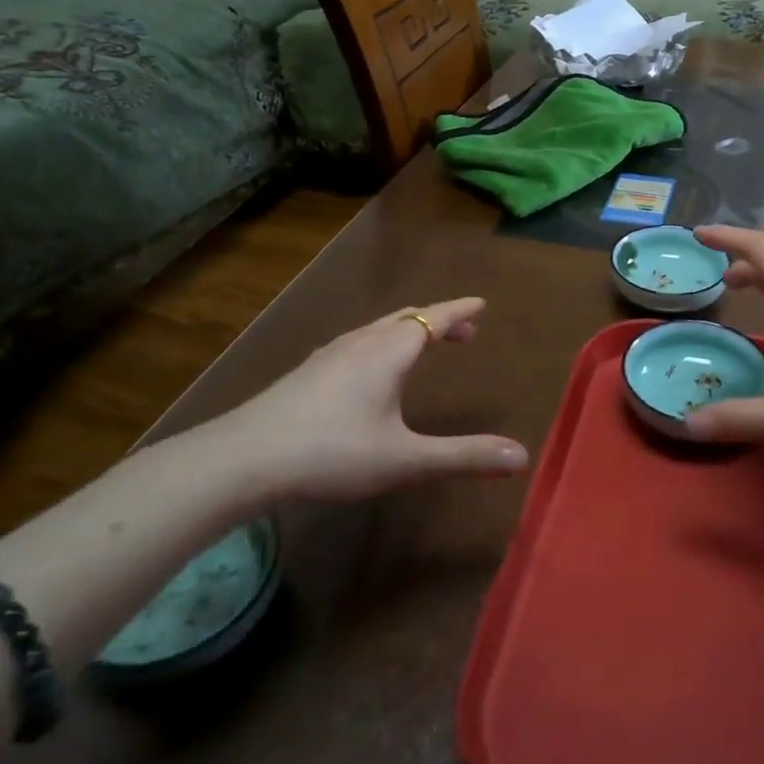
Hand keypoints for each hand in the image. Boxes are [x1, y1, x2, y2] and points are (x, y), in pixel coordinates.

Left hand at [201, 299, 528, 502]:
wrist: (242, 459)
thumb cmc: (331, 452)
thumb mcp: (404, 460)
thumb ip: (462, 457)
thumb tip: (522, 456)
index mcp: (388, 352)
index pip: (433, 318)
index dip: (459, 311)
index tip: (482, 303)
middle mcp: (360, 343)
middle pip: (406, 318)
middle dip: (438, 320)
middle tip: (463, 331)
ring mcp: (328, 356)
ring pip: (377, 330)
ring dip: (407, 331)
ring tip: (421, 346)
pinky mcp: (306, 373)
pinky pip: (356, 344)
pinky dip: (380, 344)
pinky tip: (368, 371)